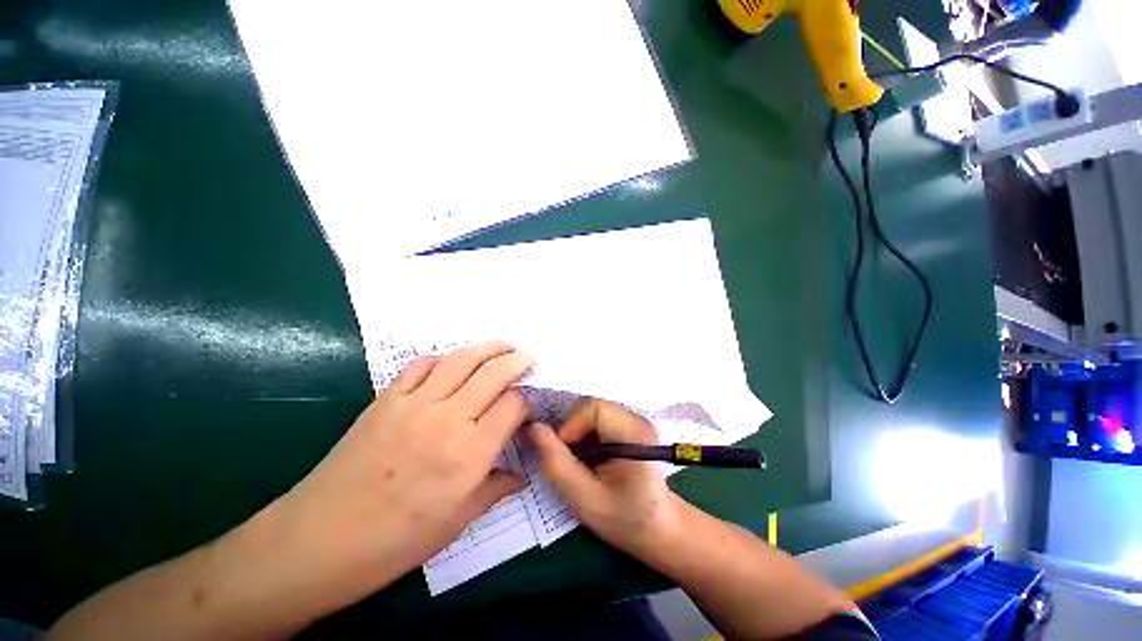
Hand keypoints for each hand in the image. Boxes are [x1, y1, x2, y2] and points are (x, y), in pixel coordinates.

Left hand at [264, 341, 532, 606]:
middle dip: (516, 360)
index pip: (512, 405)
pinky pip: (421, 365)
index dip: (524, 399)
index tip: (526, 404)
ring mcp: (415, 404)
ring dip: (487, 347)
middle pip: (493, 373)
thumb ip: (496, 489)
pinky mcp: (387, 399)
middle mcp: (449, 419)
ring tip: (501, 345)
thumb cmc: (397, 540)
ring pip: (461, 359)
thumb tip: (521, 475)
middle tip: (527, 356)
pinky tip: (450, 365)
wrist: (321, 540)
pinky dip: (442, 359)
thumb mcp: (458, 520)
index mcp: (471, 452)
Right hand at [529, 400, 681, 554]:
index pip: (593, 407)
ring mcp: (636, 420)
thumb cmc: (627, 520)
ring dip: (578, 432)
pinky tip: (589, 457)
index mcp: (634, 432)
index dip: (571, 425)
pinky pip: (600, 419)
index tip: (563, 453)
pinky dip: (587, 433)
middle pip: (592, 406)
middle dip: (573, 429)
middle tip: (569, 459)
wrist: (661, 530)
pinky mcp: (631, 426)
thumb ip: (556, 463)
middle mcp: (638, 418)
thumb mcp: (584, 499)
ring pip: (593, 412)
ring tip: (578, 460)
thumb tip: (533, 428)